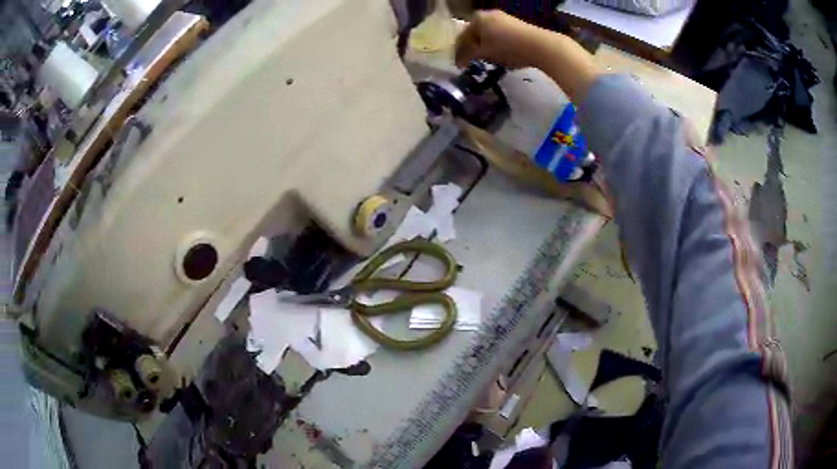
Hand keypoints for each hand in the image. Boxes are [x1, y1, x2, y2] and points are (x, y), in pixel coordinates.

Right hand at [455, 10, 599, 101]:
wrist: (540, 46)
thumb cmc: (508, 48)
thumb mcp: (484, 53)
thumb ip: (468, 55)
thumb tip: (460, 60)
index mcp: (477, 18)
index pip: (462, 37)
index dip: (459, 53)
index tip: (458, 66)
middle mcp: (488, 14)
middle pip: (475, 34)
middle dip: (472, 48)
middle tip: (470, 63)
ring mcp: (504, 18)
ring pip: (487, 35)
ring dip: (484, 47)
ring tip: (485, 60)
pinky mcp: (516, 25)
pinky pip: (499, 35)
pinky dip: (496, 45)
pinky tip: (499, 55)